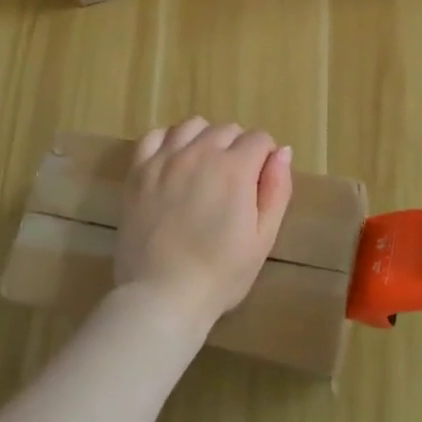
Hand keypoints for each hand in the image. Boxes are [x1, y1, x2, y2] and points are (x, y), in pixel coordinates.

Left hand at [113, 117, 293, 331]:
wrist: (162, 296)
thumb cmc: (221, 274)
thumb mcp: (263, 238)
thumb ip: (277, 190)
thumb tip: (282, 151)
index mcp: (234, 168)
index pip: (259, 139)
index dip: (264, 158)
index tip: (259, 183)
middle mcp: (199, 153)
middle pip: (227, 129)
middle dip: (237, 148)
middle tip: (233, 184)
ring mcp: (164, 160)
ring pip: (192, 126)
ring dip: (205, 139)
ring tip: (204, 169)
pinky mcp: (138, 171)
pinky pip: (155, 136)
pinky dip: (169, 142)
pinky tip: (173, 162)